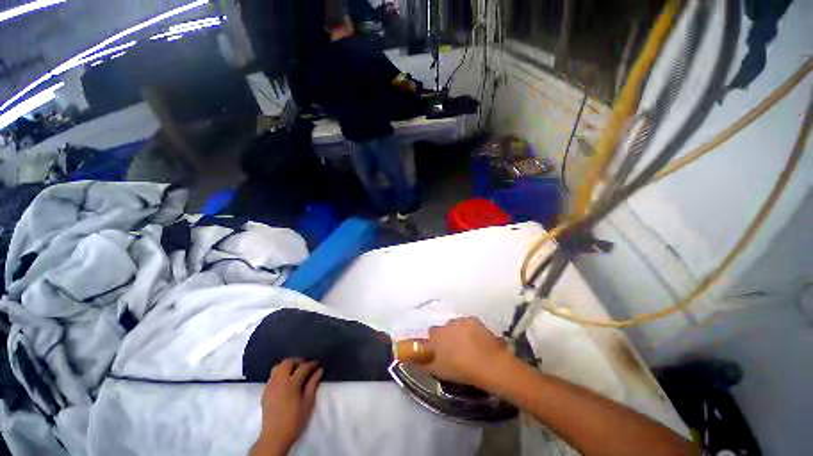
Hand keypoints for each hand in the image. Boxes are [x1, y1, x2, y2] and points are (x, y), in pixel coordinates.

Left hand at [253, 359, 322, 455]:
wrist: (275, 436)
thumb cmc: (294, 420)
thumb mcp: (308, 402)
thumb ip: (313, 384)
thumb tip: (319, 370)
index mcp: (291, 384)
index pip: (303, 367)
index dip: (312, 364)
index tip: (318, 364)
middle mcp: (279, 381)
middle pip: (287, 363)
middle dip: (298, 361)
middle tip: (306, 365)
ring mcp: (270, 386)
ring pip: (278, 367)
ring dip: (287, 366)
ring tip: (295, 370)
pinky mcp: (265, 392)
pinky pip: (273, 376)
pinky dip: (280, 373)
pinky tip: (286, 381)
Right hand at [425, 318, 512, 389]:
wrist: (489, 365)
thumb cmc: (461, 370)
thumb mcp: (438, 371)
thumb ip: (422, 364)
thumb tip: (409, 361)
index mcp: (437, 335)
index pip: (431, 334)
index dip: (435, 343)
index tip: (440, 351)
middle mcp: (447, 323)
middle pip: (444, 328)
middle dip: (447, 337)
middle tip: (454, 350)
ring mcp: (462, 320)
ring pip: (456, 325)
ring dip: (458, 332)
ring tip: (467, 346)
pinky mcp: (475, 320)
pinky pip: (468, 323)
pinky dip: (470, 329)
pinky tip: (477, 341)